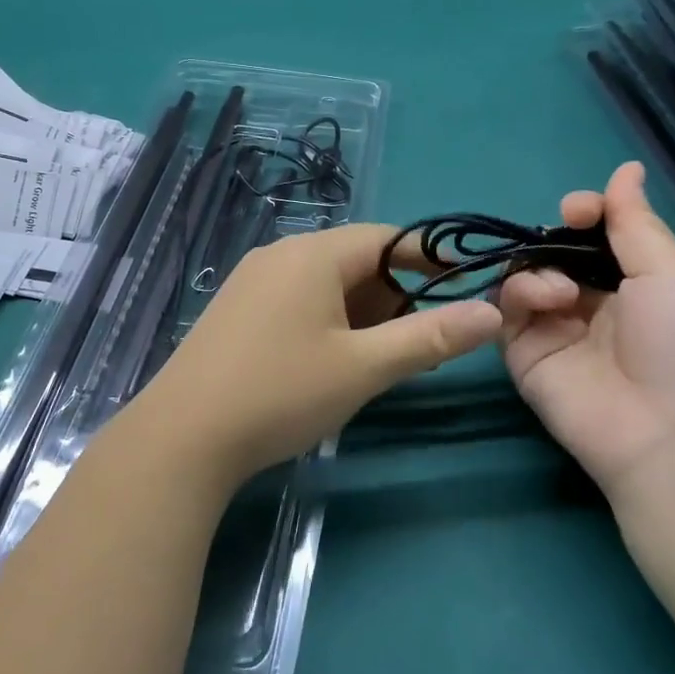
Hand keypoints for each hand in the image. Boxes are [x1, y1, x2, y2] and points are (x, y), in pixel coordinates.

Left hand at [134, 223, 502, 485]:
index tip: (465, 282)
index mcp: (312, 254)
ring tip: (381, 357)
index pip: (386, 238)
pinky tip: (331, 362)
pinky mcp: (235, 311)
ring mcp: (251, 282)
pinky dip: (328, 320)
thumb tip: (491, 313)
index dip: (429, 258)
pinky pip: (296, 300)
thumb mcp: (363, 367)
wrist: (182, 436)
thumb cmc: (281, 392)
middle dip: (395, 294)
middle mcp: (279, 255)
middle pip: (354, 260)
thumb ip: (429, 337)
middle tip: (422, 339)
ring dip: (362, 312)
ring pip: (324, 283)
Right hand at [499, 163, 674, 500]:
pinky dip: (518, 295)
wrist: (666, 430)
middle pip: (552, 253)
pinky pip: (505, 311)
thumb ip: (635, 221)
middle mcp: (589, 303)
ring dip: (537, 269)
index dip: (584, 216)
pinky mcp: (523, 354)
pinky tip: (548, 301)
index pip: (593, 238)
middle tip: (563, 230)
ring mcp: (552, 330)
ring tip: (562, 290)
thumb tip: (627, 167)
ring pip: (523, 277)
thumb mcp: (670, 272)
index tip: (579, 209)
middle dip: (553, 237)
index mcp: (631, 284)